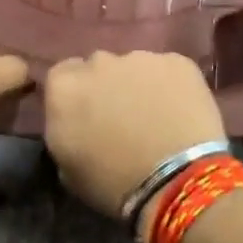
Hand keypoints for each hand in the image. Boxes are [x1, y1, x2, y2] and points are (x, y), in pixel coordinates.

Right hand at [44, 51, 225, 221]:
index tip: (87, 117)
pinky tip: (182, 112)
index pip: (61, 77)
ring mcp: (141, 58)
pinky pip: (169, 70)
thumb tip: (76, 125)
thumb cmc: (114, 185)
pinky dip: (172, 86)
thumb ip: (65, 132)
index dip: (76, 96)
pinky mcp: (178, 61)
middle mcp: (99, 62)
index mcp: (64, 88)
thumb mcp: (68, 170)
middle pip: (98, 67)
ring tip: (156, 118)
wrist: (177, 179)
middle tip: (122, 118)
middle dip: (107, 86)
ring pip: (135, 67)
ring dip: (139, 85)